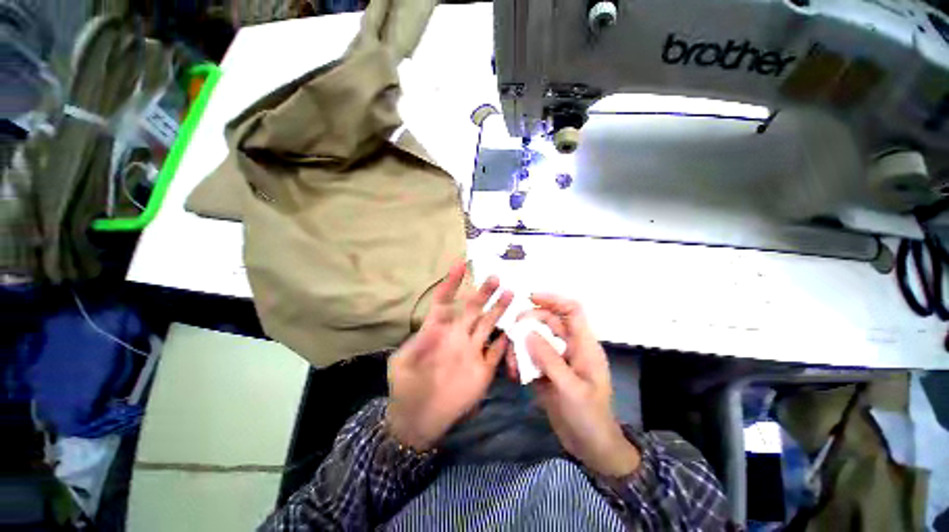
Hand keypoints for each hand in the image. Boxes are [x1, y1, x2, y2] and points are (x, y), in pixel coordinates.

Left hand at [386, 261, 512, 450]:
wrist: (418, 418)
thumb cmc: (405, 386)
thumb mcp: (401, 363)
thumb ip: (416, 344)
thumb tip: (432, 328)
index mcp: (437, 330)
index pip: (445, 300)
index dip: (452, 283)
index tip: (461, 264)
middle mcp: (457, 336)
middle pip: (472, 309)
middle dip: (483, 292)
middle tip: (495, 277)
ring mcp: (472, 351)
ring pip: (487, 325)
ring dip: (497, 310)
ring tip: (509, 293)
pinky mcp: (483, 369)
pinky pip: (496, 352)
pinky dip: (505, 342)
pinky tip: (514, 329)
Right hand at [509, 293, 640, 476]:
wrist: (590, 447)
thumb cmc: (589, 417)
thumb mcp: (571, 389)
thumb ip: (549, 360)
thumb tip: (527, 333)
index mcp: (584, 345)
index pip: (572, 310)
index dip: (554, 299)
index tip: (530, 297)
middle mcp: (569, 346)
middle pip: (548, 321)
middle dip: (529, 322)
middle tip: (513, 332)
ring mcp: (556, 358)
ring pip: (535, 337)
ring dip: (521, 343)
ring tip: (512, 361)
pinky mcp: (545, 370)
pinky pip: (529, 355)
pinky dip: (519, 359)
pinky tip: (513, 372)